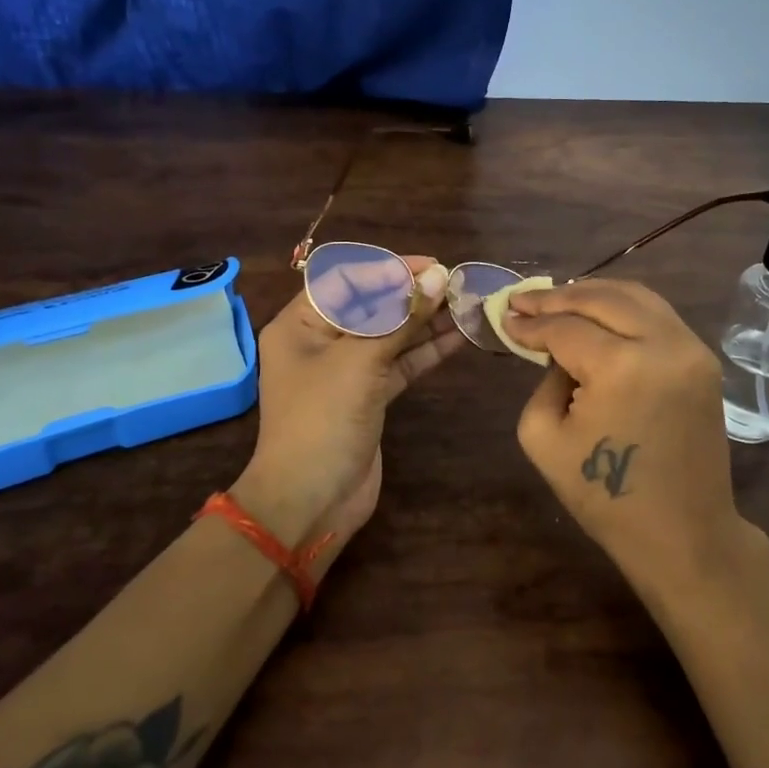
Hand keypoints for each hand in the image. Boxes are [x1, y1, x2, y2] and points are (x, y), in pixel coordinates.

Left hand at [232, 255, 465, 555]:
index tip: (431, 266)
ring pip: (391, 336)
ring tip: (467, 305)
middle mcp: (322, 342)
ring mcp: (347, 372)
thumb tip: (438, 277)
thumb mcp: (360, 362)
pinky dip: (426, 351)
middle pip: (372, 306)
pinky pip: (400, 364)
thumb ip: (401, 318)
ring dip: (426, 322)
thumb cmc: (322, 419)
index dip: (389, 270)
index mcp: (301, 324)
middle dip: (413, 295)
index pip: (347, 281)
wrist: (310, 501)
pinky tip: (459, 337)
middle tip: (458, 284)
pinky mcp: (369, 397)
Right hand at [504, 279, 751, 597]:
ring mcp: (691, 349)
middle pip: (602, 298)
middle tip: (523, 300)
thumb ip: (543, 380)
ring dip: (592, 293)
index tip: (505, 317)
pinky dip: (623, 308)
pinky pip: (657, 315)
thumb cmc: (606, 498)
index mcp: (622, 366)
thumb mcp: (544, 438)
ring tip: (557, 299)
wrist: (684, 534)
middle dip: (557, 297)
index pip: (565, 328)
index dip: (531, 323)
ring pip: (635, 296)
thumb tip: (557, 351)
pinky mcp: (704, 359)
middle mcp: (663, 344)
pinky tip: (597, 313)